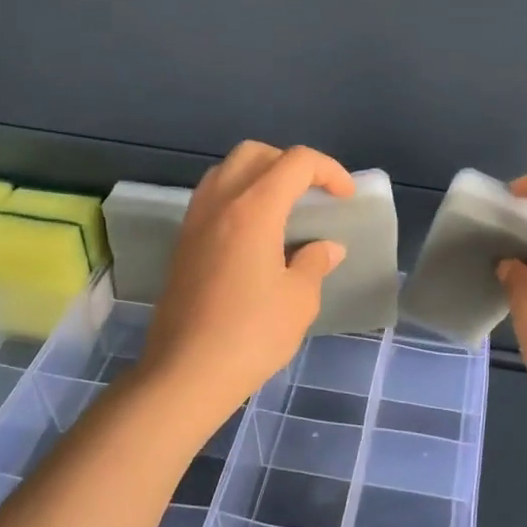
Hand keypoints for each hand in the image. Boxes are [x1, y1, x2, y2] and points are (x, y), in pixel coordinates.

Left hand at [139, 142, 352, 420]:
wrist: (185, 373)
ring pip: (227, 171)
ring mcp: (194, 221)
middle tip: (312, 194)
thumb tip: (326, 248)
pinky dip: (238, 196)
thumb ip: (314, 262)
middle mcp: (219, 202)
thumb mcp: (298, 300)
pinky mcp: (182, 242)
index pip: (295, 162)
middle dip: (290, 163)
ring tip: (283, 209)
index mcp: (254, 209)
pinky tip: (254, 233)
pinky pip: (211, 197)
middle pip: (255, 153)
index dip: (328, 170)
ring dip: (259, 175)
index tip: (345, 197)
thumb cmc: (251, 335)